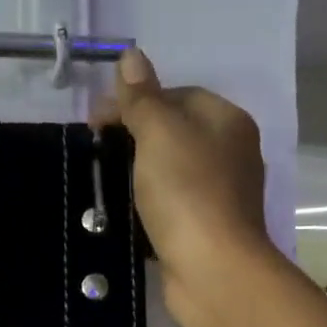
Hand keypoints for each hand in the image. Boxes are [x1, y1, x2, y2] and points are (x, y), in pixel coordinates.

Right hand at [99, 47, 275, 326]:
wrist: (212, 270)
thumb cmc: (187, 192)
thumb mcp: (159, 132)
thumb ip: (143, 97)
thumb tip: (131, 55)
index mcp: (227, 121)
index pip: (177, 95)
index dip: (135, 101)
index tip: (96, 121)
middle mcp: (231, 154)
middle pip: (175, 133)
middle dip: (135, 137)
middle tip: (97, 150)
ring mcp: (221, 195)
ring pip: (172, 171)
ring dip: (139, 173)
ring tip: (105, 180)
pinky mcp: (207, 230)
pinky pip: (172, 206)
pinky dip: (149, 206)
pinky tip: (125, 212)